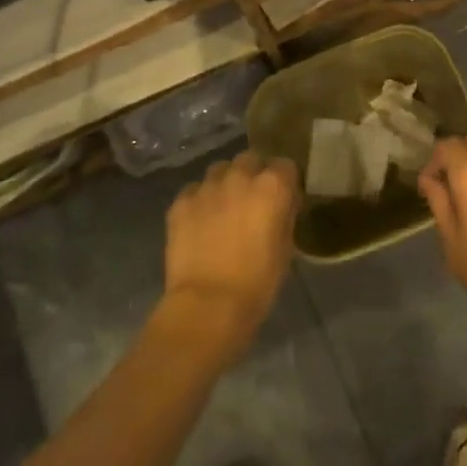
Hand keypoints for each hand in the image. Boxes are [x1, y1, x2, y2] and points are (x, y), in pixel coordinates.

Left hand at [161, 151, 298, 357]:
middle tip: (251, 202)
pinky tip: (199, 223)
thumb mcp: (285, 249)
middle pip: (250, 160)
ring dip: (225, 184)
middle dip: (252, 175)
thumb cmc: (257, 283)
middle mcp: (240, 176)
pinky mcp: (181, 201)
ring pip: (219, 170)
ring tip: (222, 209)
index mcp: (272, 186)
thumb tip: (281, 205)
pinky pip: (194, 190)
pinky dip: (199, 201)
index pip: (285, 165)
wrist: (207, 306)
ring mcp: (207, 186)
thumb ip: (284, 216)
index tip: (282, 199)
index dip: (284, 182)